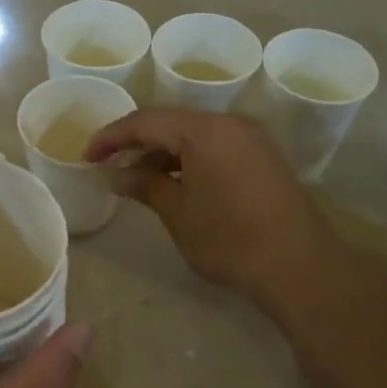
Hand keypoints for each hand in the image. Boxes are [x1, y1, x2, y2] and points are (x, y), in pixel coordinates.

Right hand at [85, 111, 344, 313]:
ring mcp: (251, 138)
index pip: (145, 122)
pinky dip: (190, 159)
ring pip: (195, 135)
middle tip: (110, 167)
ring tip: (139, 180)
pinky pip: (216, 146)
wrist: (299, 266)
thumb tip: (116, 174)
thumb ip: (144, 185)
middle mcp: (229, 123)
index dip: (111, 137)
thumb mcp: (178, 213)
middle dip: (137, 143)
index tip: (87, 156)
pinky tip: (176, 183)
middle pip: (171, 123)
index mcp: (204, 130)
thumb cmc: (230, 239)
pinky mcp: (263, 157)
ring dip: (164, 153)